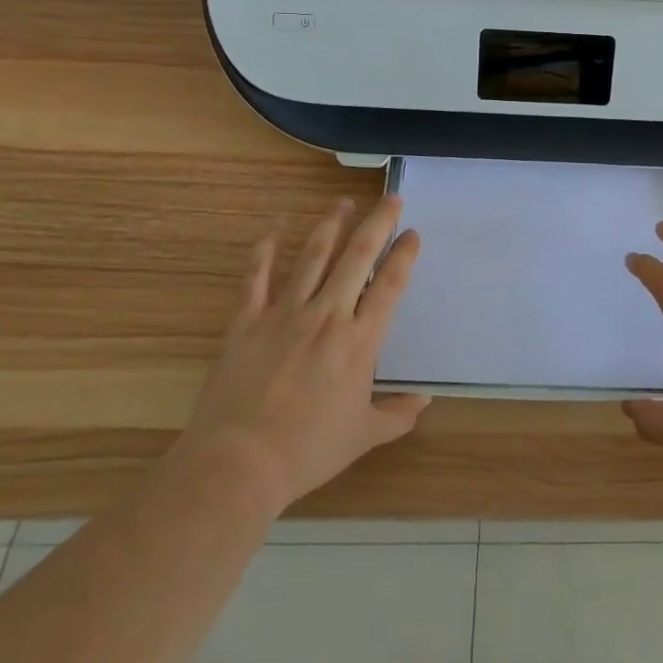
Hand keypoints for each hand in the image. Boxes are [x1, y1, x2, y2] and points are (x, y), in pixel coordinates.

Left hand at [174, 194, 428, 513]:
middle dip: (378, 222)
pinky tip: (276, 227)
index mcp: (359, 341)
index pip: (389, 285)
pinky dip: (266, 248)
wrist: (237, 465)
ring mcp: (285, 314)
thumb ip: (397, 415)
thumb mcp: (363, 436)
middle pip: (357, 256)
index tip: (413, 233)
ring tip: (344, 203)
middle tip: (391, 198)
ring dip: (331, 225)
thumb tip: (424, 401)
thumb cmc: (307, 451)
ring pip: (313, 255)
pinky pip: (257, 276)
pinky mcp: (247, 322)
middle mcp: (327, 315)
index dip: (404, 255)